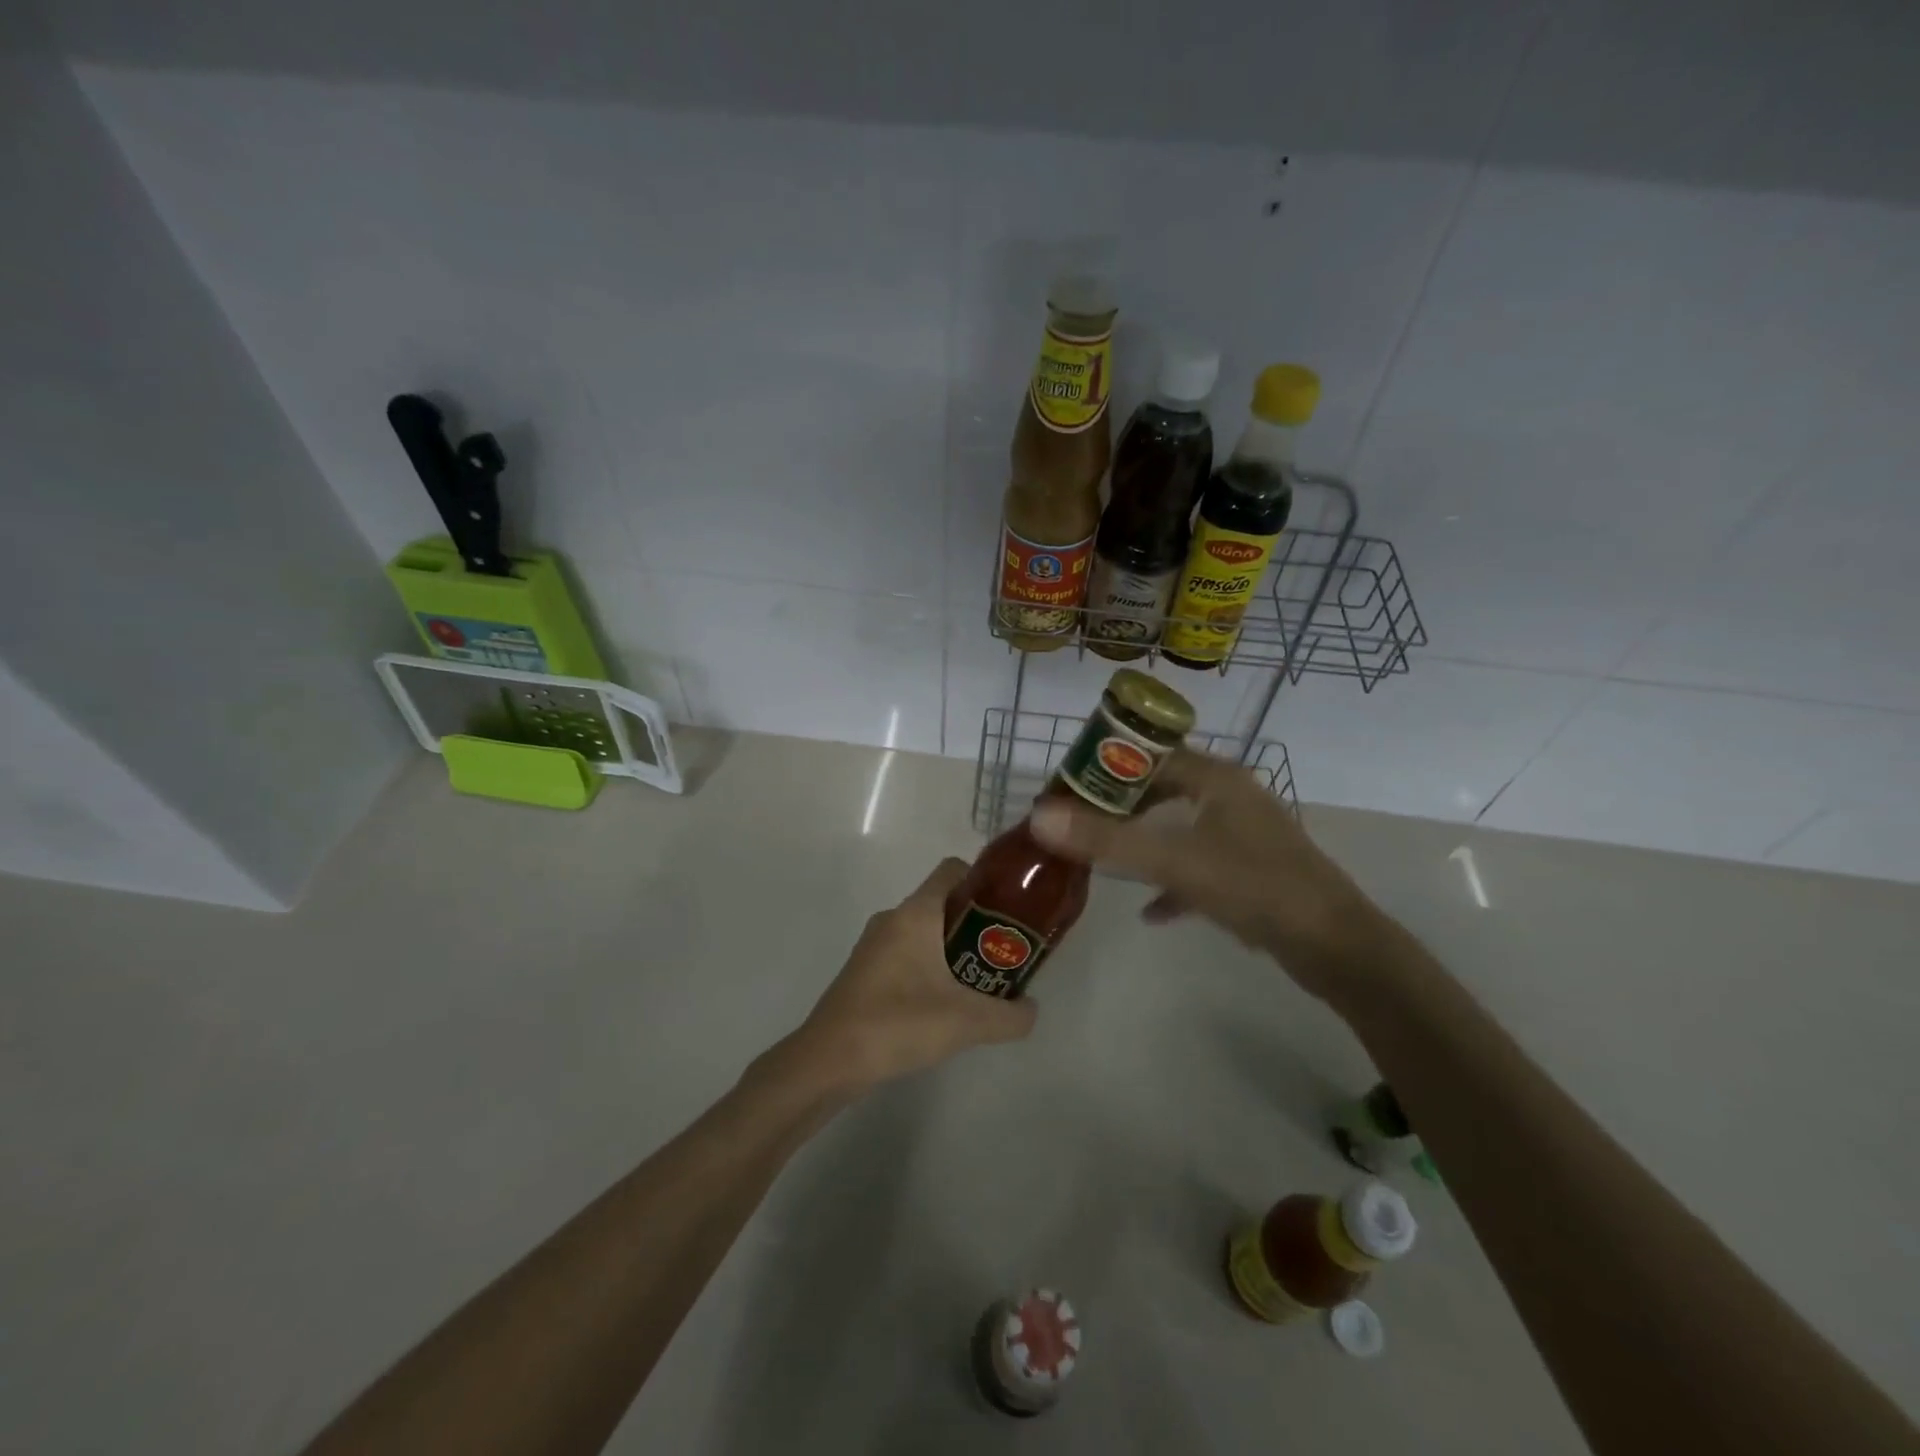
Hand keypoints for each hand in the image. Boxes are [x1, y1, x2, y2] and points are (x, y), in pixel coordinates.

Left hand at [790, 858, 1037, 1089]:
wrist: (828, 1060)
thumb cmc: (898, 1024)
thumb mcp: (967, 1022)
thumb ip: (1010, 1016)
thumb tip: (1031, 1009)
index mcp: (915, 913)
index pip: (953, 870)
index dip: (984, 881)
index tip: (1010, 909)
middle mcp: (892, 918)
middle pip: (942, 903)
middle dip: (976, 923)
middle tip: (1004, 953)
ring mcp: (874, 945)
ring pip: (924, 932)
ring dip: (953, 949)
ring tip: (979, 982)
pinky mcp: (864, 971)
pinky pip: (906, 955)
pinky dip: (929, 968)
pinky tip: (943, 1005)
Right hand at [1029, 748, 1390, 1004]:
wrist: (1338, 947)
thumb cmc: (1256, 887)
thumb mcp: (1175, 862)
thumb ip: (1107, 840)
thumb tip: (1039, 816)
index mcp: (1216, 779)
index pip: (1149, 755)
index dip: (1106, 765)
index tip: (1067, 786)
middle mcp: (1231, 797)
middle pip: (1162, 789)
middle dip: (1119, 807)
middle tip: (1076, 824)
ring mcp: (1244, 834)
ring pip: (1180, 827)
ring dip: (1142, 841)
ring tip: (1101, 859)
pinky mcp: (1252, 871)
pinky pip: (1199, 865)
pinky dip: (1172, 881)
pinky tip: (1151, 911)